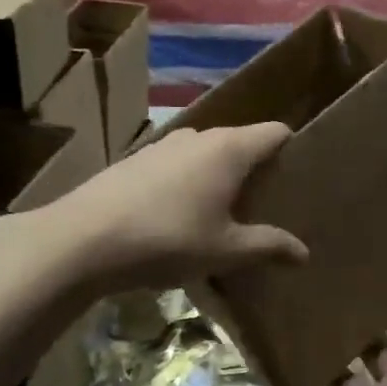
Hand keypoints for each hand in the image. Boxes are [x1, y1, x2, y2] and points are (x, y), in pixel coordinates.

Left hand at [38, 124, 308, 292]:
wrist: (82, 239)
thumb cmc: (167, 239)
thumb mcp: (224, 250)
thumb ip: (268, 246)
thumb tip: (304, 252)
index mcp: (229, 149)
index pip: (275, 132)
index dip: (292, 150)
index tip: (300, 179)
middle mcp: (199, 136)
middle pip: (241, 142)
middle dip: (257, 169)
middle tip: (267, 206)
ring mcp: (163, 145)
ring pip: (207, 154)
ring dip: (219, 177)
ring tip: (224, 213)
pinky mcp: (136, 160)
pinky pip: (178, 165)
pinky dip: (189, 183)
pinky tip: (180, 216)